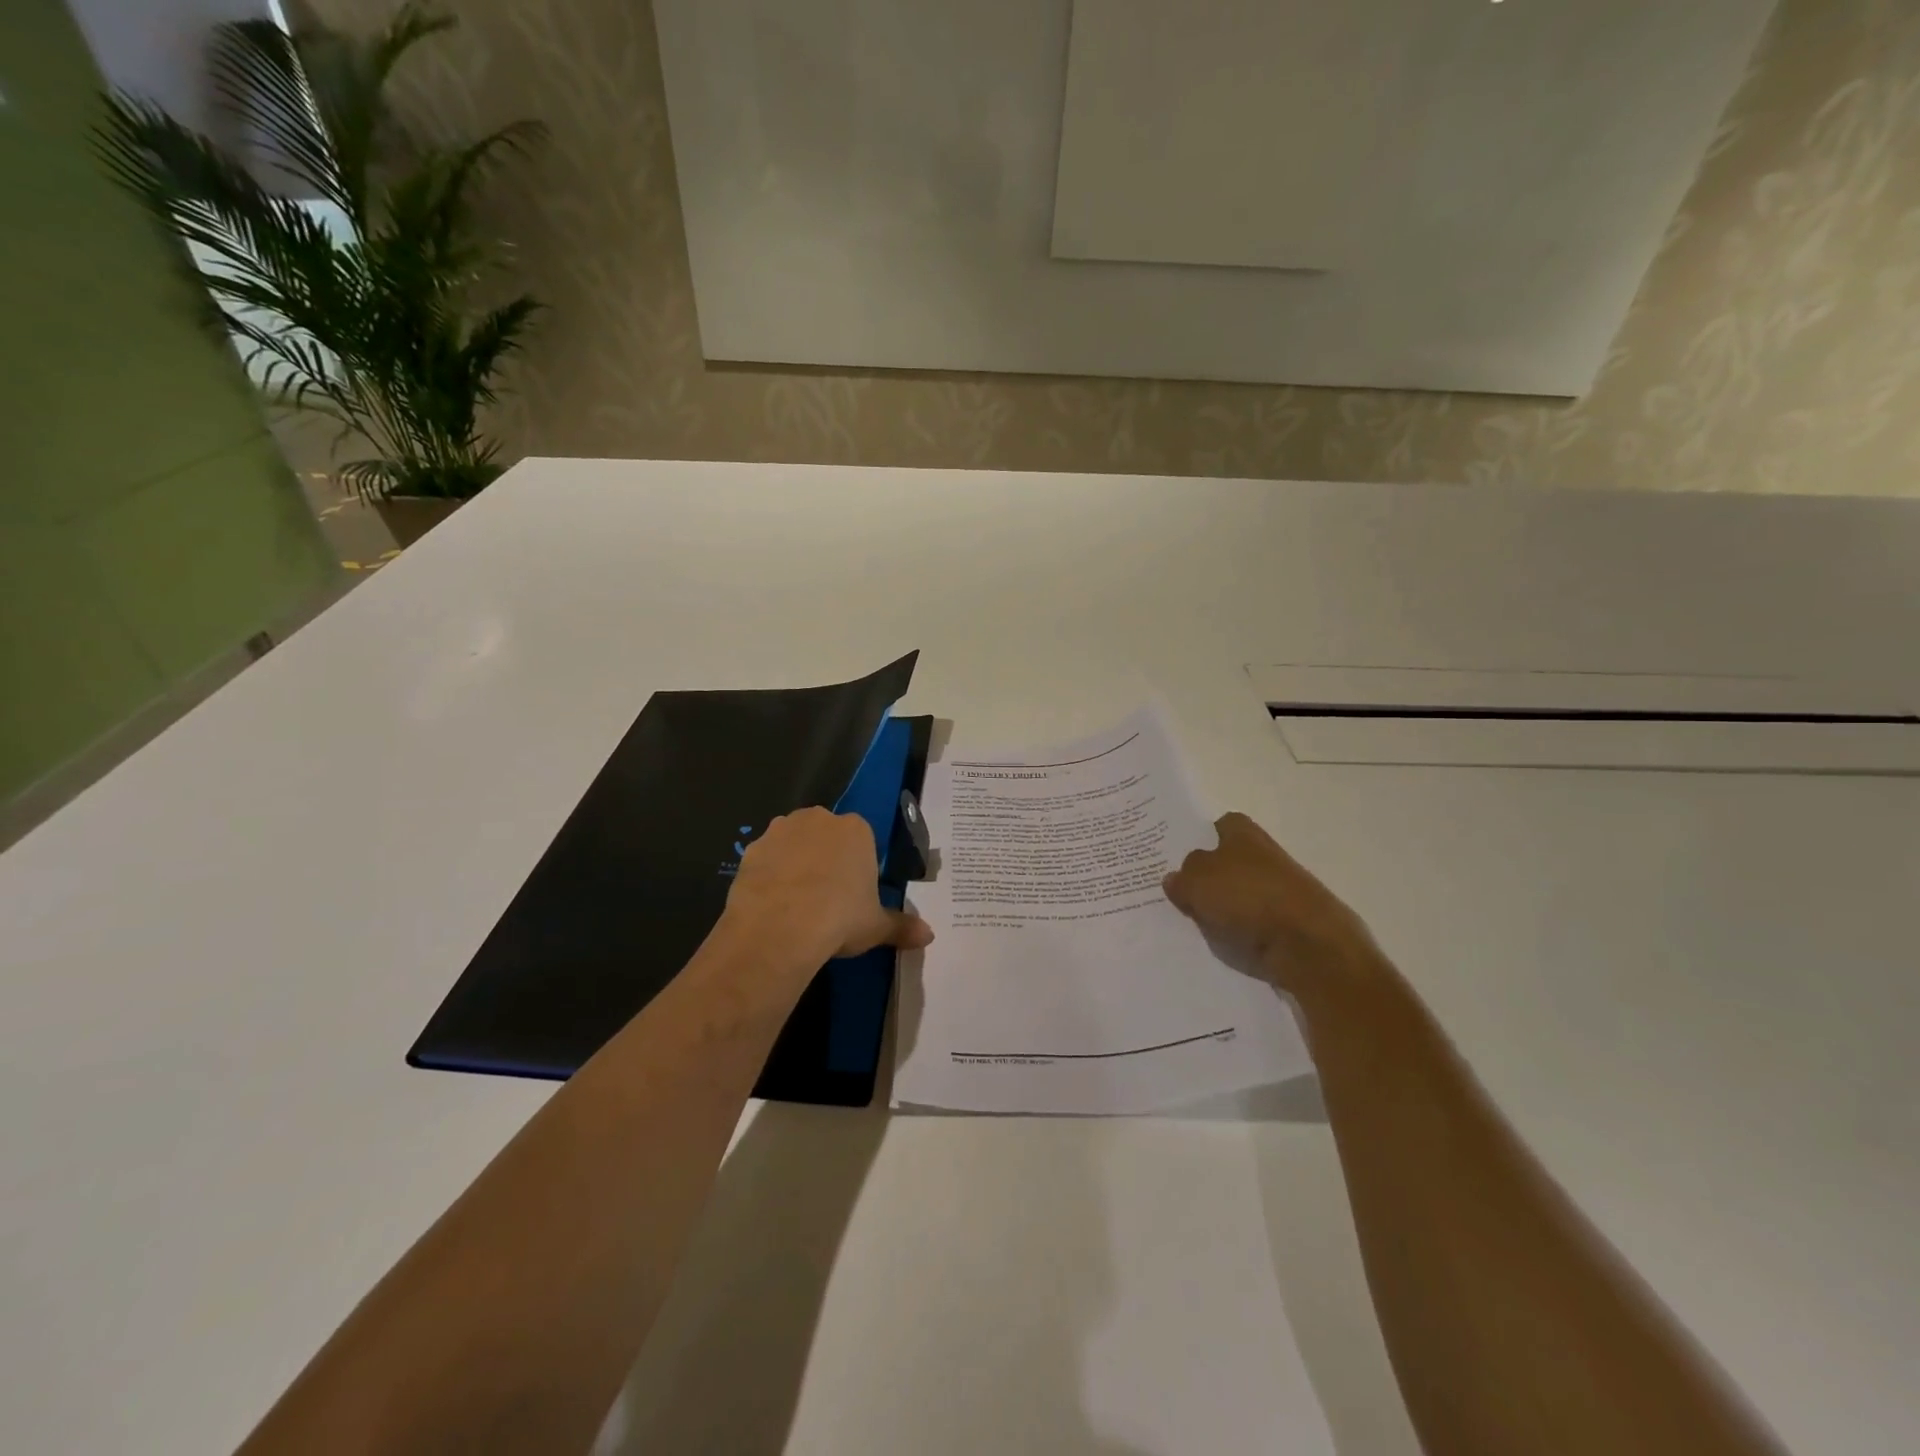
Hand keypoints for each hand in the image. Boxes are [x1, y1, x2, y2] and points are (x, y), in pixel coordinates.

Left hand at [722, 807, 933, 965]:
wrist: (779, 927)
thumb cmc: (839, 918)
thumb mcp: (876, 927)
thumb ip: (902, 927)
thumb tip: (930, 936)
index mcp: (856, 829)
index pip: (862, 841)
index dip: (859, 868)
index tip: (855, 895)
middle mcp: (819, 819)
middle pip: (827, 836)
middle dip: (827, 858)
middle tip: (827, 898)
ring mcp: (781, 830)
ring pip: (794, 843)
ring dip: (796, 862)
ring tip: (796, 903)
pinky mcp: (751, 848)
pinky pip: (766, 859)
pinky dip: (770, 875)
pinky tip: (771, 904)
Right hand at [1163, 812, 1381, 996]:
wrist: (1307, 944)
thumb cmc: (1247, 897)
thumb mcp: (1197, 882)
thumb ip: (1181, 878)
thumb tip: (1175, 878)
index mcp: (1243, 834)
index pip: (1219, 825)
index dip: (1200, 838)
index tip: (1180, 858)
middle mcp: (1263, 855)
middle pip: (1227, 861)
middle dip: (1207, 876)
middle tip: (1177, 893)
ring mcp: (1279, 890)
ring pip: (1239, 894)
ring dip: (1221, 908)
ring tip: (1194, 924)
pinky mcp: (1288, 922)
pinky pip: (1252, 923)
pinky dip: (1239, 931)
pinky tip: (1221, 943)